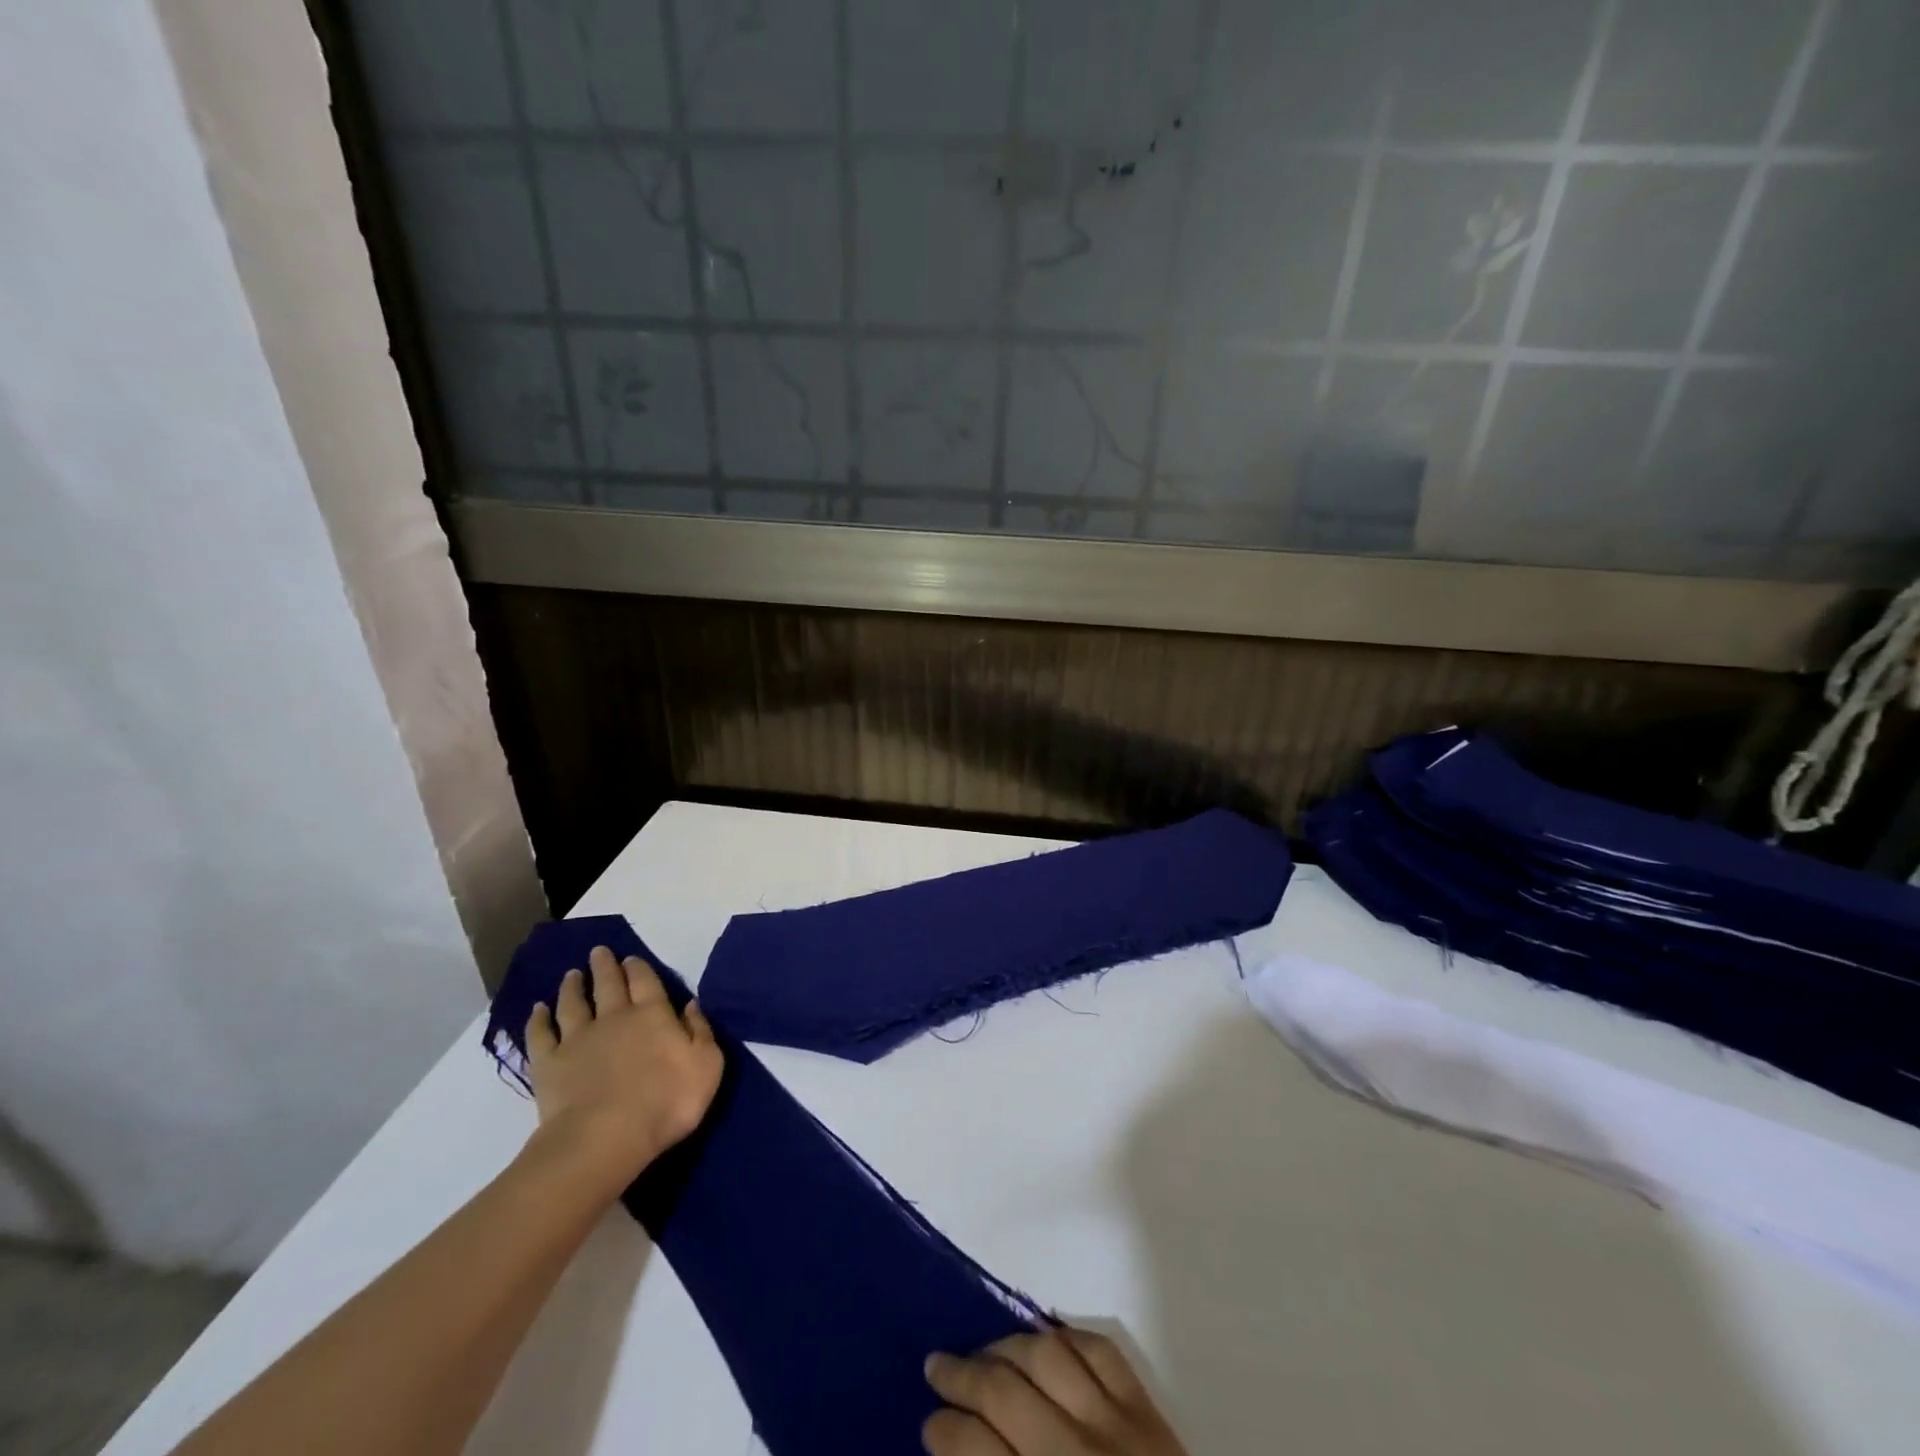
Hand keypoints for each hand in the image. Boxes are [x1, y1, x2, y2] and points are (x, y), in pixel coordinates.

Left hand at [523, 947, 723, 1191]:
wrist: (606, 1137)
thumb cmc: (667, 1101)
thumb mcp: (707, 1065)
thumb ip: (700, 1031)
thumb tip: (691, 1005)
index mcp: (653, 1014)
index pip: (645, 981)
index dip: (638, 968)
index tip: (630, 957)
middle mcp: (614, 1017)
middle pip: (608, 984)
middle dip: (605, 966)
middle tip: (599, 952)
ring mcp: (578, 1039)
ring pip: (573, 1004)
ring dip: (573, 987)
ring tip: (571, 974)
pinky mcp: (549, 1064)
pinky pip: (541, 1035)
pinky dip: (538, 1020)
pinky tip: (537, 1010)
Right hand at [923, 1328, 1187, 1455]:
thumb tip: (960, 1454)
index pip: (977, 1450)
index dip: (945, 1432)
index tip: (929, 1423)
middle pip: (1005, 1394)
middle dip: (961, 1377)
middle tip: (935, 1365)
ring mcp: (1115, 1424)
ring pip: (1048, 1356)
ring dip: (1006, 1345)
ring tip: (983, 1350)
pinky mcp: (1148, 1410)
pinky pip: (1100, 1349)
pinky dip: (1068, 1336)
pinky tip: (1046, 1338)